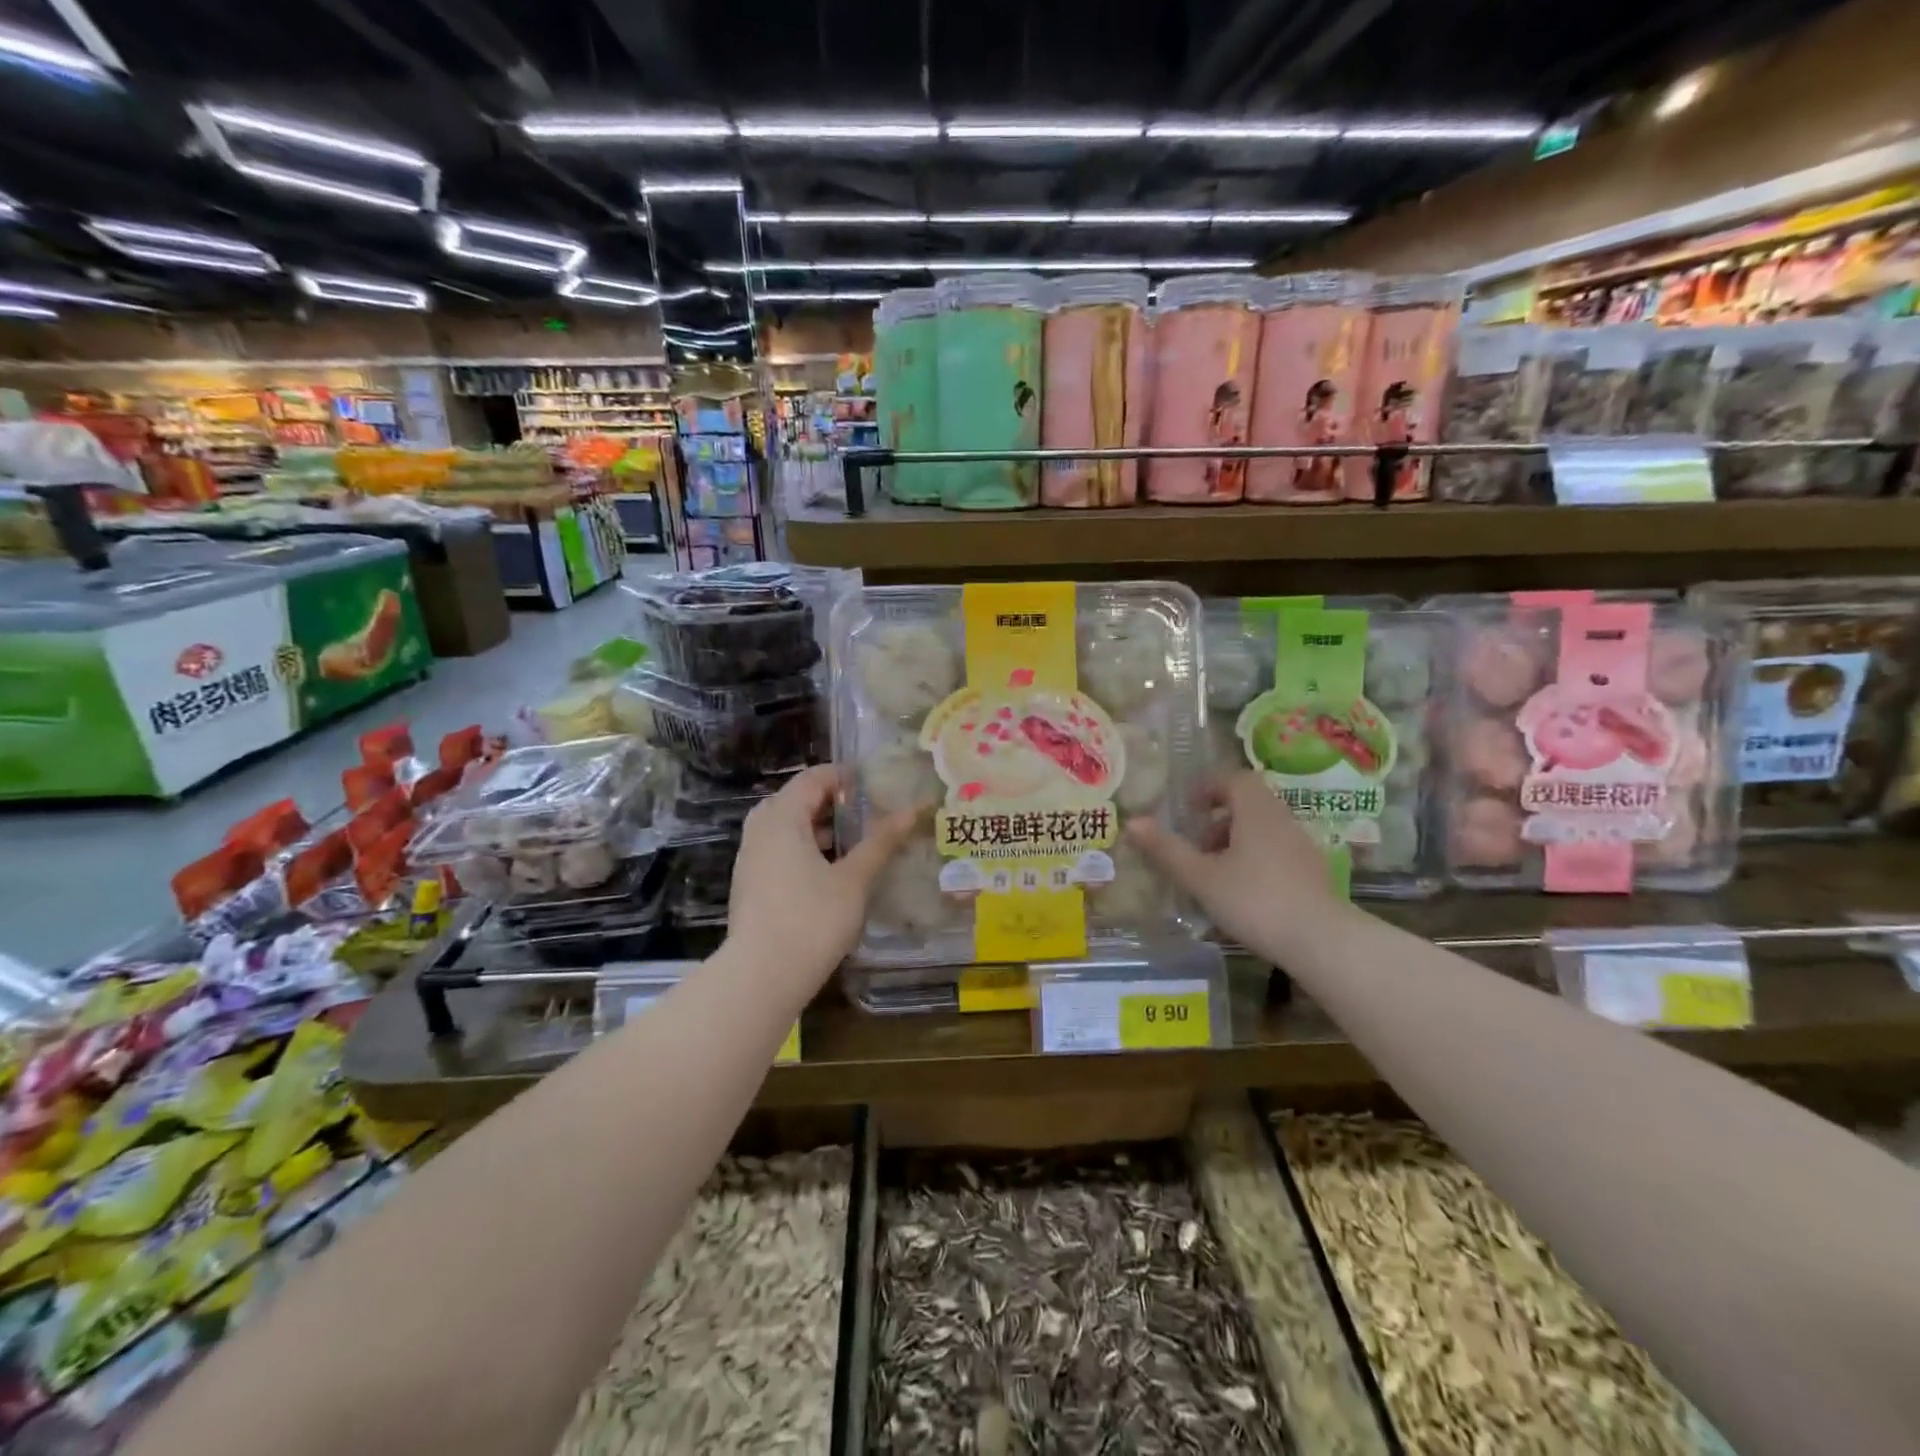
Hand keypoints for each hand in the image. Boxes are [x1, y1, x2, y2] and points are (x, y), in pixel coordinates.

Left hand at [726, 765, 916, 991]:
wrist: (762, 977)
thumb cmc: (812, 920)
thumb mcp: (854, 879)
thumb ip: (881, 841)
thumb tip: (912, 810)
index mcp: (782, 817)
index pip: (814, 778)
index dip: (847, 777)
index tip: (879, 788)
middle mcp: (760, 829)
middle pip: (799, 800)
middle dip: (836, 803)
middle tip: (872, 813)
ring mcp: (751, 857)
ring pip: (789, 827)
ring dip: (823, 829)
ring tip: (860, 842)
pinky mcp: (752, 883)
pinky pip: (781, 850)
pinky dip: (808, 849)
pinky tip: (835, 871)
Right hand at [1127, 771, 1347, 960]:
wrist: (1321, 941)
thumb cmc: (1254, 900)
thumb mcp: (1201, 877)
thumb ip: (1166, 849)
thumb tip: (1132, 822)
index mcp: (1256, 811)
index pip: (1234, 779)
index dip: (1208, 787)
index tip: (1187, 807)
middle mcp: (1282, 819)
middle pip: (1249, 803)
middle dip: (1218, 818)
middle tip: (1195, 842)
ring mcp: (1302, 846)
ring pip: (1263, 828)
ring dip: (1235, 840)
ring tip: (1213, 871)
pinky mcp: (1312, 872)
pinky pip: (1277, 851)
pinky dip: (1254, 859)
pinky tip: (1242, 892)